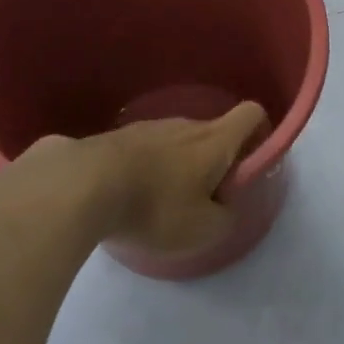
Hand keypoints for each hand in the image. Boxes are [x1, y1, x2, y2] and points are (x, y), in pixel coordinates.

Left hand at [79, 102, 269, 256]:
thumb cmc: (156, 206)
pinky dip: (147, 168)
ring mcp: (148, 126)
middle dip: (216, 161)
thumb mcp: (204, 229)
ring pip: (177, 141)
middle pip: (213, 132)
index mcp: (214, 139)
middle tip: (205, 199)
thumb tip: (226, 206)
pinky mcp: (116, 136)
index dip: (260, 132)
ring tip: (162, 202)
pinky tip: (130, 196)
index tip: (252, 162)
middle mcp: (185, 124)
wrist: (83, 184)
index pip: (251, 114)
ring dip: (178, 165)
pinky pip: (145, 149)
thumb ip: (226, 217)